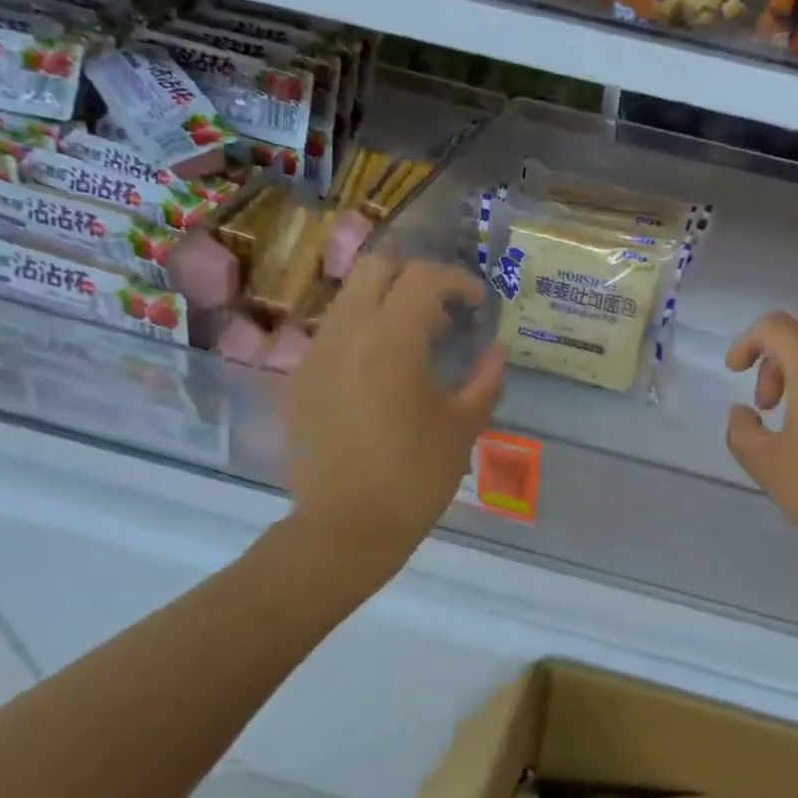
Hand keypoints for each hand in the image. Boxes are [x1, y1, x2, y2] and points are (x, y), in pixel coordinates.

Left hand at [283, 255, 503, 581]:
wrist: (345, 527)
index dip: (457, 280)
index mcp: (391, 341)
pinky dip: (364, 334)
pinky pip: (334, 334)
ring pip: (350, 299)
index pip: (423, 278)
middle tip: (443, 311)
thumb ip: (484, 382)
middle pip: (376, 269)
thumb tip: (496, 353)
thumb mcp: (462, 429)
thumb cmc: (414, 478)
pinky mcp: (301, 380)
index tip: (477, 303)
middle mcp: (346, 333)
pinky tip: (384, 375)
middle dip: (415, 277)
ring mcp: (316, 355)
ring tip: (417, 343)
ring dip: (387, 304)